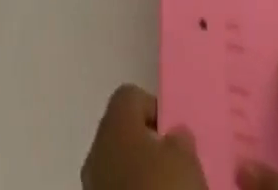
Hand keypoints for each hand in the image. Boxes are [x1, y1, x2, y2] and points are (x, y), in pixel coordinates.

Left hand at [82, 84, 209, 189]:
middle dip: (147, 146)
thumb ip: (179, 138)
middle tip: (174, 164)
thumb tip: (174, 135)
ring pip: (118, 167)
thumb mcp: (184, 158)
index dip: (154, 109)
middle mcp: (97, 150)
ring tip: (167, 188)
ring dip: (140, 175)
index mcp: (114, 123)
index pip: (130, 96)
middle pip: (123, 134)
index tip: (174, 134)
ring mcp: (92, 187)